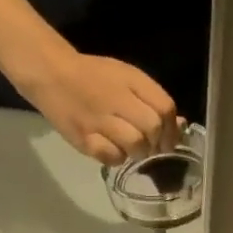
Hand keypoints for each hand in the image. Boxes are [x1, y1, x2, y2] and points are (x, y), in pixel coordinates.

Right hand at [18, 47, 179, 164]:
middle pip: (152, 128)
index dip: (173, 128)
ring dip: (139, 152)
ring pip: (135, 144)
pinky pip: (112, 157)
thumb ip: (153, 100)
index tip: (168, 139)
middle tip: (149, 146)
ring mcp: (99, 120)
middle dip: (157, 143)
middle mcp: (117, 99)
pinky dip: (117, 158)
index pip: (165, 108)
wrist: (51, 74)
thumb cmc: (94, 76)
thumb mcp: (127, 78)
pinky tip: (112, 150)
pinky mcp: (84, 139)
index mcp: (131, 80)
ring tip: (130, 148)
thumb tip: (181, 125)